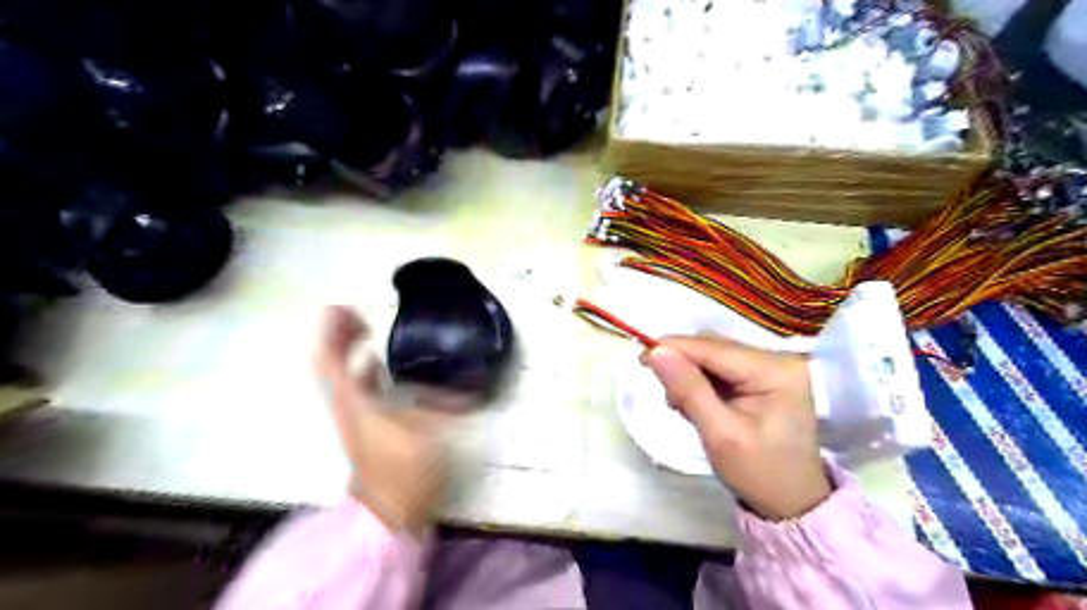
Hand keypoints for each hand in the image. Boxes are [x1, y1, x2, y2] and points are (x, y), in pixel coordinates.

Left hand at [314, 307, 455, 536]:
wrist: (387, 510)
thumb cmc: (402, 470)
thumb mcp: (425, 431)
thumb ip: (442, 403)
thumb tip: (466, 382)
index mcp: (355, 401)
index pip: (329, 360)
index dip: (331, 332)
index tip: (341, 307)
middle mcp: (348, 403)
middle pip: (331, 362)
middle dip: (339, 334)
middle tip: (359, 312)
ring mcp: (355, 414)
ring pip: (343, 373)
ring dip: (349, 349)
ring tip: (367, 328)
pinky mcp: (367, 423)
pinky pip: (357, 385)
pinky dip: (363, 367)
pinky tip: (383, 362)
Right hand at [644, 335, 834, 518]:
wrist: (792, 503)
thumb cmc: (759, 473)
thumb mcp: (720, 434)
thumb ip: (688, 389)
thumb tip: (655, 351)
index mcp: (775, 370)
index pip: (713, 348)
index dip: (674, 348)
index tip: (641, 359)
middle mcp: (777, 358)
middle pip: (713, 347)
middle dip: (684, 366)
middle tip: (669, 398)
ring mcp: (772, 367)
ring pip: (713, 355)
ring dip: (690, 374)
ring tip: (684, 406)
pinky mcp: (763, 377)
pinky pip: (721, 367)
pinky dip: (702, 382)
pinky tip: (697, 404)